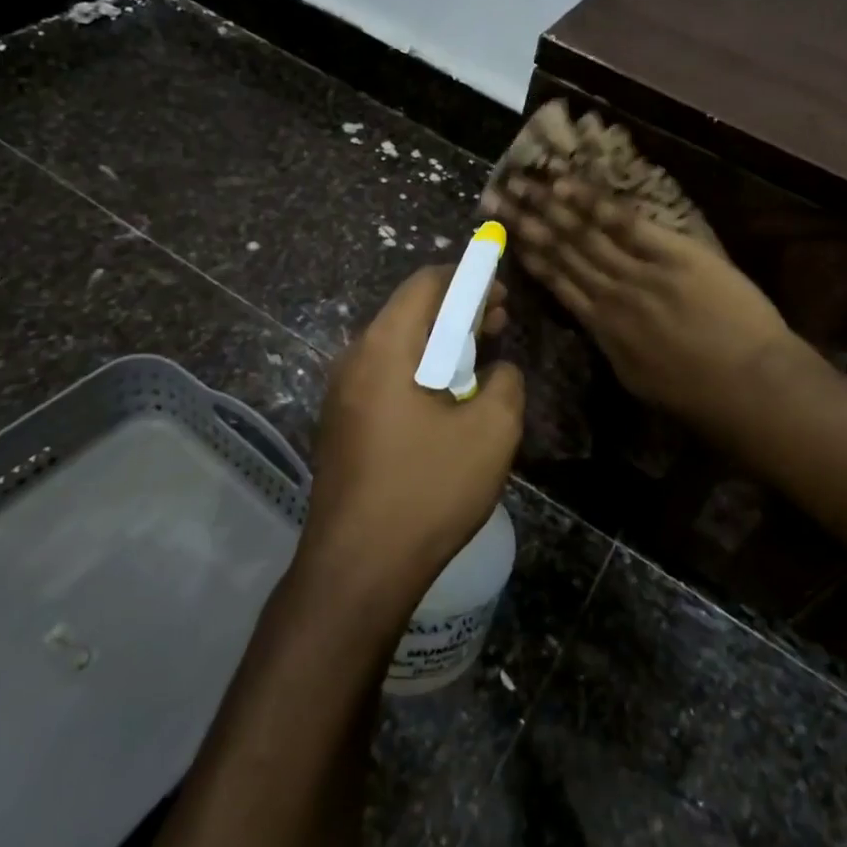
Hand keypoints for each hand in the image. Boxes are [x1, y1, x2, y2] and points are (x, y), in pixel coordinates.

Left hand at [301, 266, 524, 606]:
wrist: (358, 568)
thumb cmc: (428, 489)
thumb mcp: (491, 431)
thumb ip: (504, 383)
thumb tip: (497, 371)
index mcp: (386, 346)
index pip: (426, 284)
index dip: (468, 278)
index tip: (502, 293)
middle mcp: (354, 359)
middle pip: (409, 313)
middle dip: (458, 313)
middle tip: (499, 325)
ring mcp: (342, 394)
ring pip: (398, 348)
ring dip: (441, 347)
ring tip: (480, 366)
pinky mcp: (342, 425)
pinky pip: (385, 379)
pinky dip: (420, 374)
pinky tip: (447, 405)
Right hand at [483, 174, 803, 440]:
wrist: (749, 386)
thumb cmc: (699, 395)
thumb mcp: (639, 379)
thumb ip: (613, 345)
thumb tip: (596, 325)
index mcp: (601, 330)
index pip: (556, 283)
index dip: (528, 255)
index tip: (504, 234)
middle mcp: (609, 295)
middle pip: (560, 252)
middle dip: (525, 222)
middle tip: (494, 197)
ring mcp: (638, 272)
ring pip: (582, 234)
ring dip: (547, 206)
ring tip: (519, 184)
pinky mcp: (671, 253)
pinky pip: (623, 223)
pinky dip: (591, 203)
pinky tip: (564, 185)